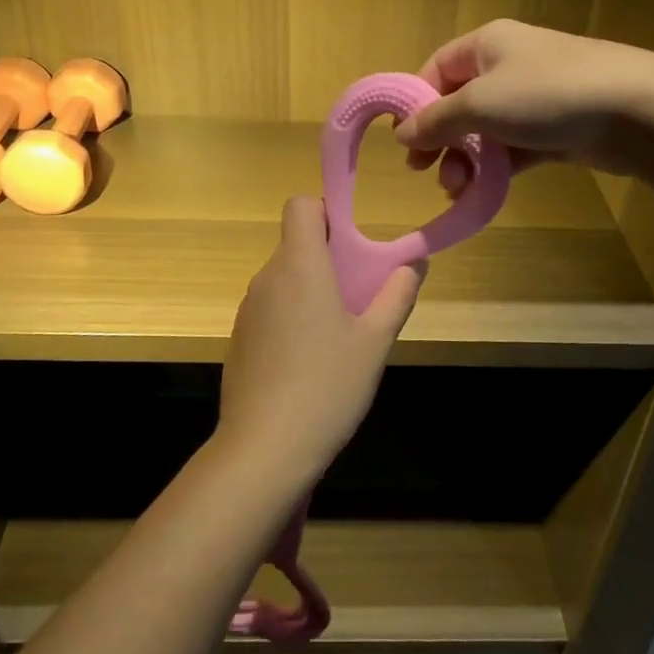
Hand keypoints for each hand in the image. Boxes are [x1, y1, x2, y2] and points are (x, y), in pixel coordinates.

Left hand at [217, 197, 422, 484]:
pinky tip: (308, 363)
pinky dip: (290, 317)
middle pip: (294, 243)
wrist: (264, 449)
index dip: (325, 213)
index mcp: (300, 266)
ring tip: (337, 336)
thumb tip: (414, 263)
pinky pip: (269, 309)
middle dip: (326, 258)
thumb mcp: (375, 342)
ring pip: (283, 278)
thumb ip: (397, 295)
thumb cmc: (327, 386)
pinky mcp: (239, 338)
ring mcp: (247, 309)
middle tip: (357, 297)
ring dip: (309, 290)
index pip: (300, 205)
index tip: (350, 245)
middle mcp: (268, 278)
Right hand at [395, 19, 653, 188]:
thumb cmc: (546, 94)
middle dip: (440, 139)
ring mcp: (535, 97)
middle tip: (425, 172)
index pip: (437, 68)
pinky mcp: (556, 128)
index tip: (404, 141)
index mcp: (487, 44)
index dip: (416, 103)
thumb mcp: (479, 104)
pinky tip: (481, 192)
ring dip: (465, 160)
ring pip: (485, 130)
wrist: (636, 110)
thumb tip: (401, 133)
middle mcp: (508, 65)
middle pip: (459, 103)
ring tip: (457, 188)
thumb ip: (436, 120)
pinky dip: (495, 168)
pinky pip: (512, 148)